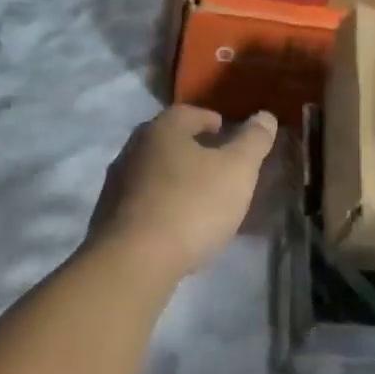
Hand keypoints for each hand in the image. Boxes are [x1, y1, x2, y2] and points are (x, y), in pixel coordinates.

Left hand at [87, 105, 277, 280]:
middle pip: (169, 141)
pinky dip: (163, 205)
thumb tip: (265, 116)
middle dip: (195, 150)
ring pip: (155, 172)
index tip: (230, 135)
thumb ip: (254, 141)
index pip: (190, 113)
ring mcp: (117, 184)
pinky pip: (144, 202)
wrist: (135, 261)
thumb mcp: (237, 170)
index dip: (213, 121)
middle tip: (221, 167)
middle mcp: (134, 149)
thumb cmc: (192, 205)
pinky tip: (179, 225)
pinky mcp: (109, 217)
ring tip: (203, 199)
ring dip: (178, 179)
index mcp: (162, 129)